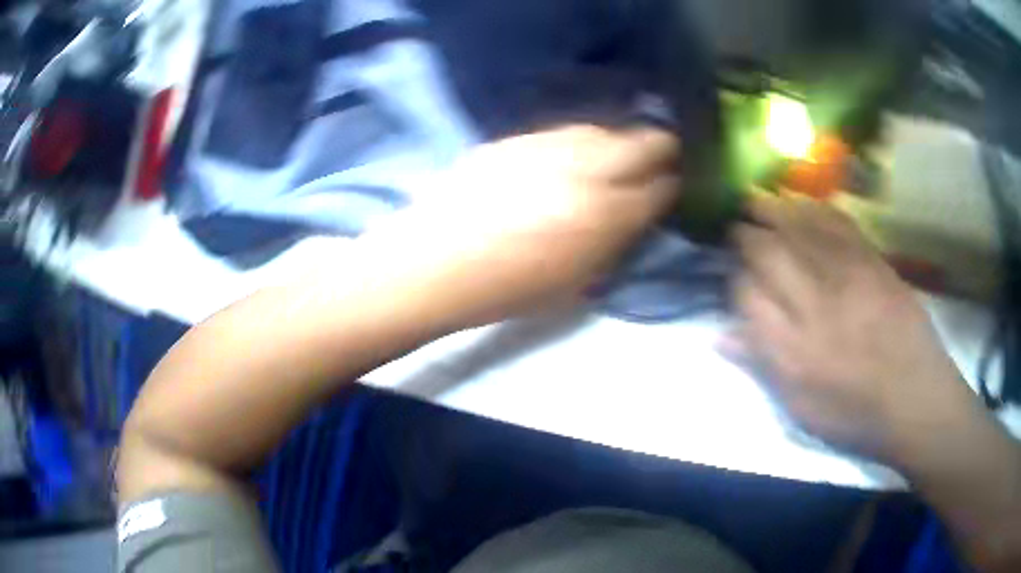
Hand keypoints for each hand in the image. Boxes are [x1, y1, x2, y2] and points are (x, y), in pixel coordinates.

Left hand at [357, 125, 679, 329]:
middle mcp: (587, 169)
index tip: (677, 185)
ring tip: (617, 154)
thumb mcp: (577, 281)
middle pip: (645, 141)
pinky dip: (579, 142)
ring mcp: (550, 145)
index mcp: (606, 215)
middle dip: (662, 147)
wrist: (435, 262)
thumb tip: (637, 213)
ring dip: (619, 140)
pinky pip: (563, 132)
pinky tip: (570, 155)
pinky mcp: (517, 138)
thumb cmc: (507, 289)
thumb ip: (615, 241)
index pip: (661, 187)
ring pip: (604, 129)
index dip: (675, 184)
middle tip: (662, 157)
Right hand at [728, 193, 971, 462]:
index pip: (746, 296)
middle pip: (768, 254)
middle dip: (744, 235)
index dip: (733, 278)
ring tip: (754, 198)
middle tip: (734, 226)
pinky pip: (837, 224)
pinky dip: (814, 207)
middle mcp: (815, 305)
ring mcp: (847, 277)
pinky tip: (800, 201)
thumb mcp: (801, 408)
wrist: (916, 398)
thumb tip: (721, 336)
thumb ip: (762, 366)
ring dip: (771, 209)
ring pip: (798, 229)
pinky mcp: (872, 262)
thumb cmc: (856, 413)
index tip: (730, 273)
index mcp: (792, 350)